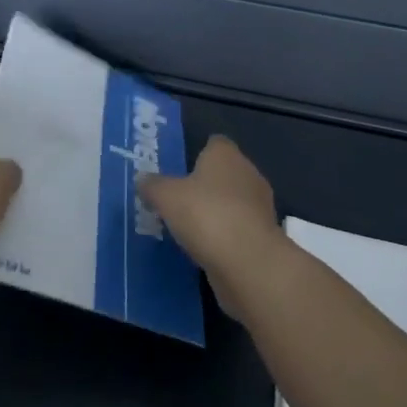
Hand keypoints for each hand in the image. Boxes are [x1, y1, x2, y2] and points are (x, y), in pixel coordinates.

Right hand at [137, 135, 282, 323]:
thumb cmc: (206, 214)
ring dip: (216, 213)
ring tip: (188, 228)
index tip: (179, 171)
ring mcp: (260, 207)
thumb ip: (153, 186)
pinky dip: (225, 237)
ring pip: (233, 203)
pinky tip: (205, 249)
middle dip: (205, 186)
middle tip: (178, 201)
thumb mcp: (166, 197)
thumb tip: (142, 179)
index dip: (198, 153)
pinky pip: (238, 230)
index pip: (214, 143)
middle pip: (224, 173)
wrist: (248, 262)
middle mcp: (248, 173)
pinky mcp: (264, 237)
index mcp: (226, 155)